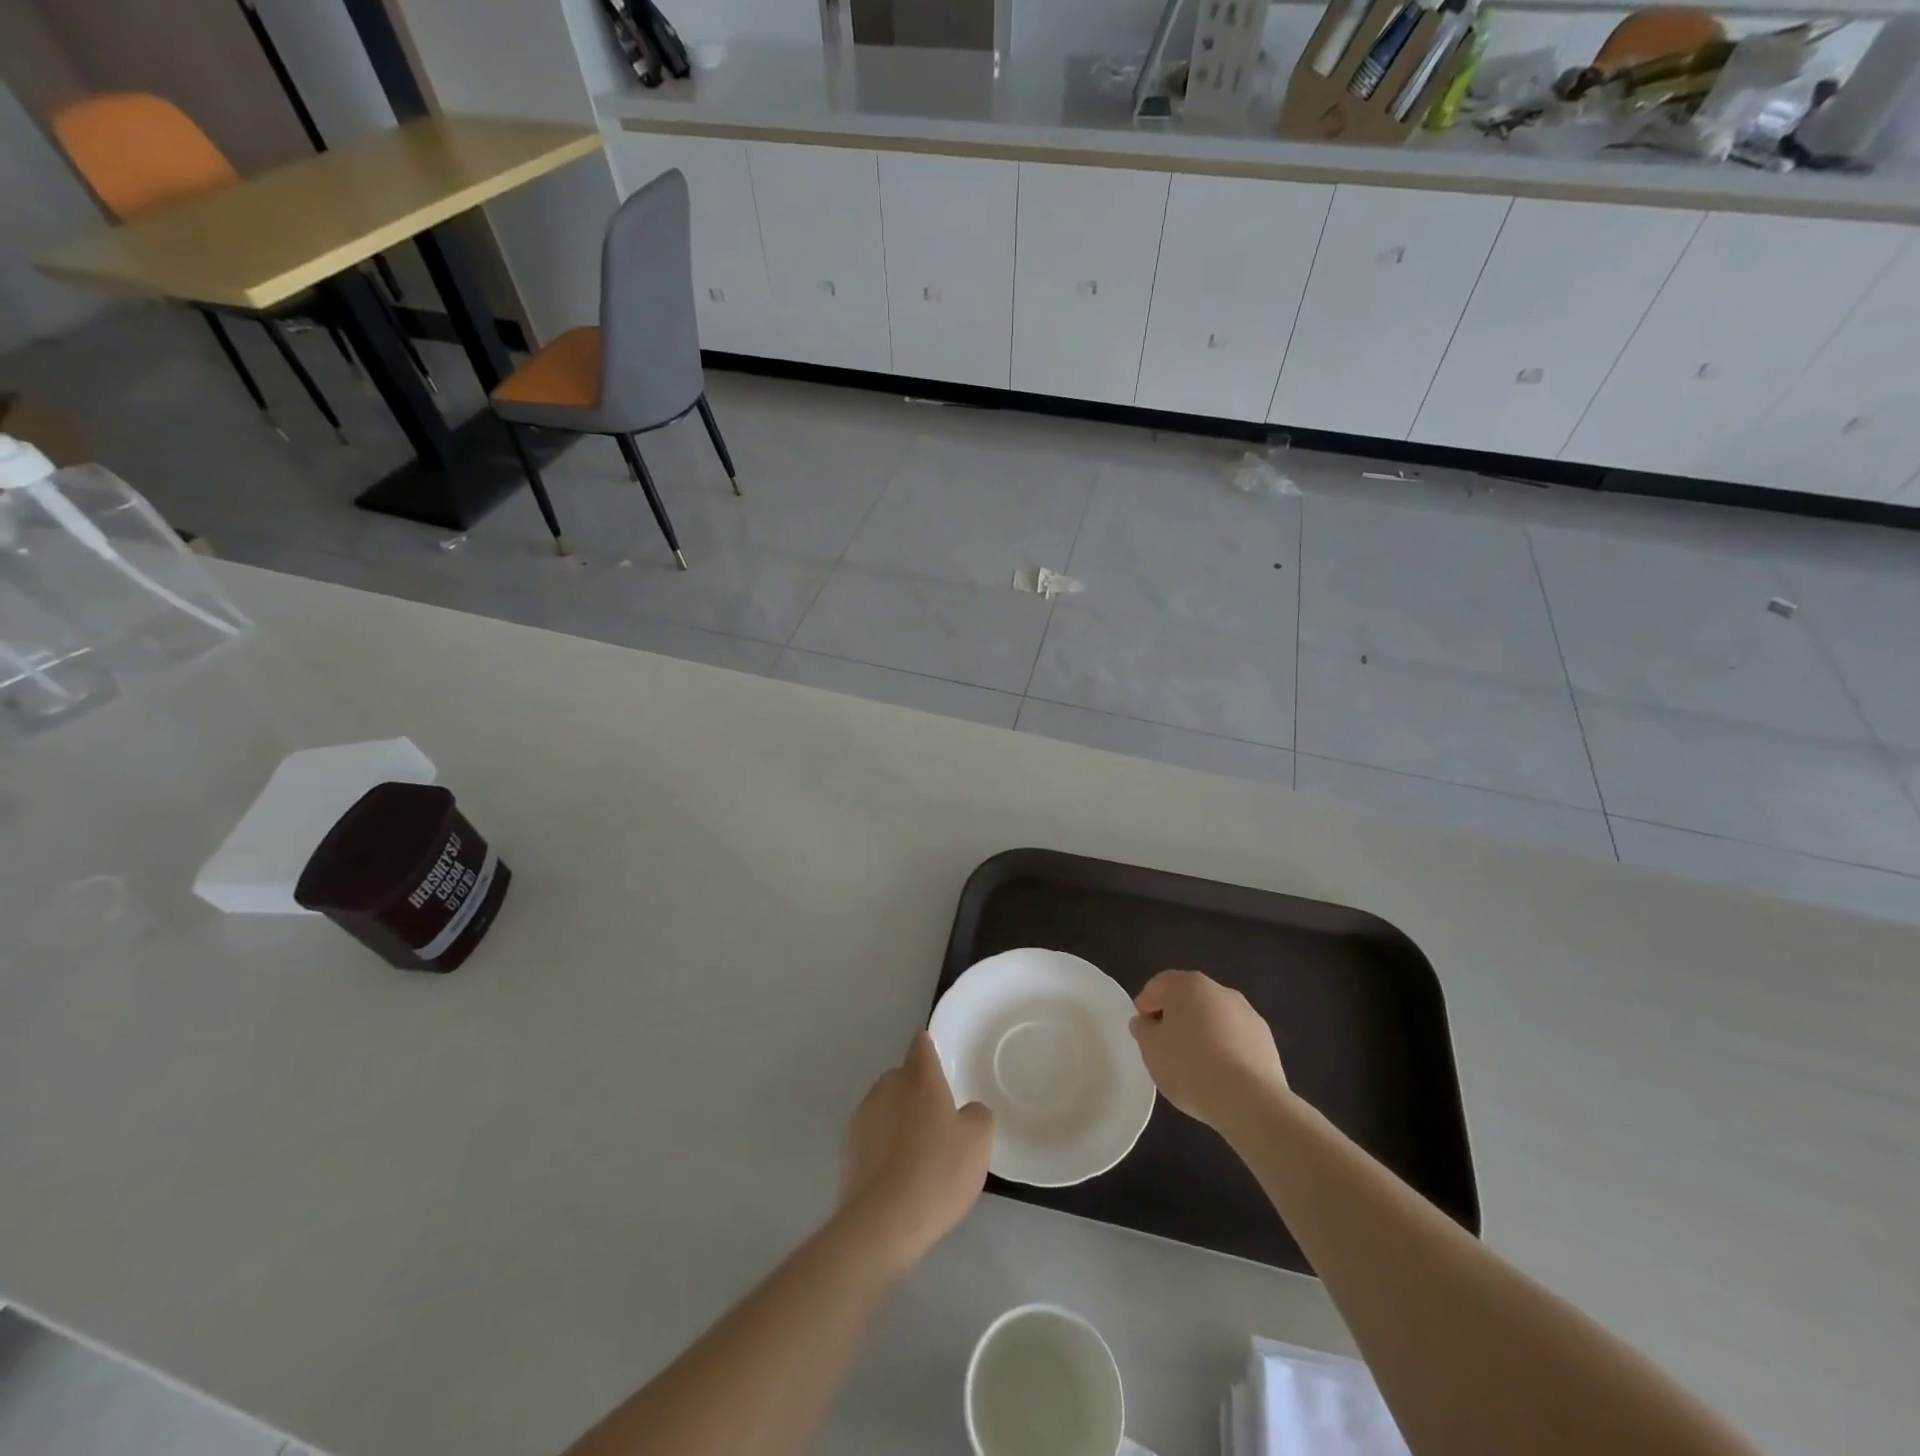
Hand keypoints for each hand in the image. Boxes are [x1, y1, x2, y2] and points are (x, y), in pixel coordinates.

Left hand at [837, 1031, 992, 1273]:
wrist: (882, 1222)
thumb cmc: (937, 1172)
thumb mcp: (978, 1142)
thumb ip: (977, 1114)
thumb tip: (966, 1111)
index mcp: (918, 1078)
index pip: (921, 1045)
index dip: (928, 1046)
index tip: (935, 1053)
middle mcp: (887, 1087)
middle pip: (903, 1077)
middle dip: (917, 1090)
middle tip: (938, 1118)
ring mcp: (863, 1117)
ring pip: (886, 1106)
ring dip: (899, 1118)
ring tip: (917, 1152)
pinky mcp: (848, 1148)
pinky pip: (873, 1135)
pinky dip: (884, 1145)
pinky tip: (898, 1173)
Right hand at [1130, 970, 1289, 1135]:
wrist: (1249, 1100)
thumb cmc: (1189, 1066)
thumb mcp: (1151, 1050)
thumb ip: (1143, 1030)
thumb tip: (1146, 1022)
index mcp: (1188, 985)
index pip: (1159, 985)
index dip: (1146, 1004)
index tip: (1141, 1028)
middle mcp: (1219, 990)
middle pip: (1189, 998)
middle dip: (1175, 1017)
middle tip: (1164, 1045)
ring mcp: (1247, 1013)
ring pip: (1214, 1018)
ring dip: (1202, 1032)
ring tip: (1193, 1064)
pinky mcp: (1266, 1040)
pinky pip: (1235, 1038)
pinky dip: (1224, 1048)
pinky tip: (1219, 1074)